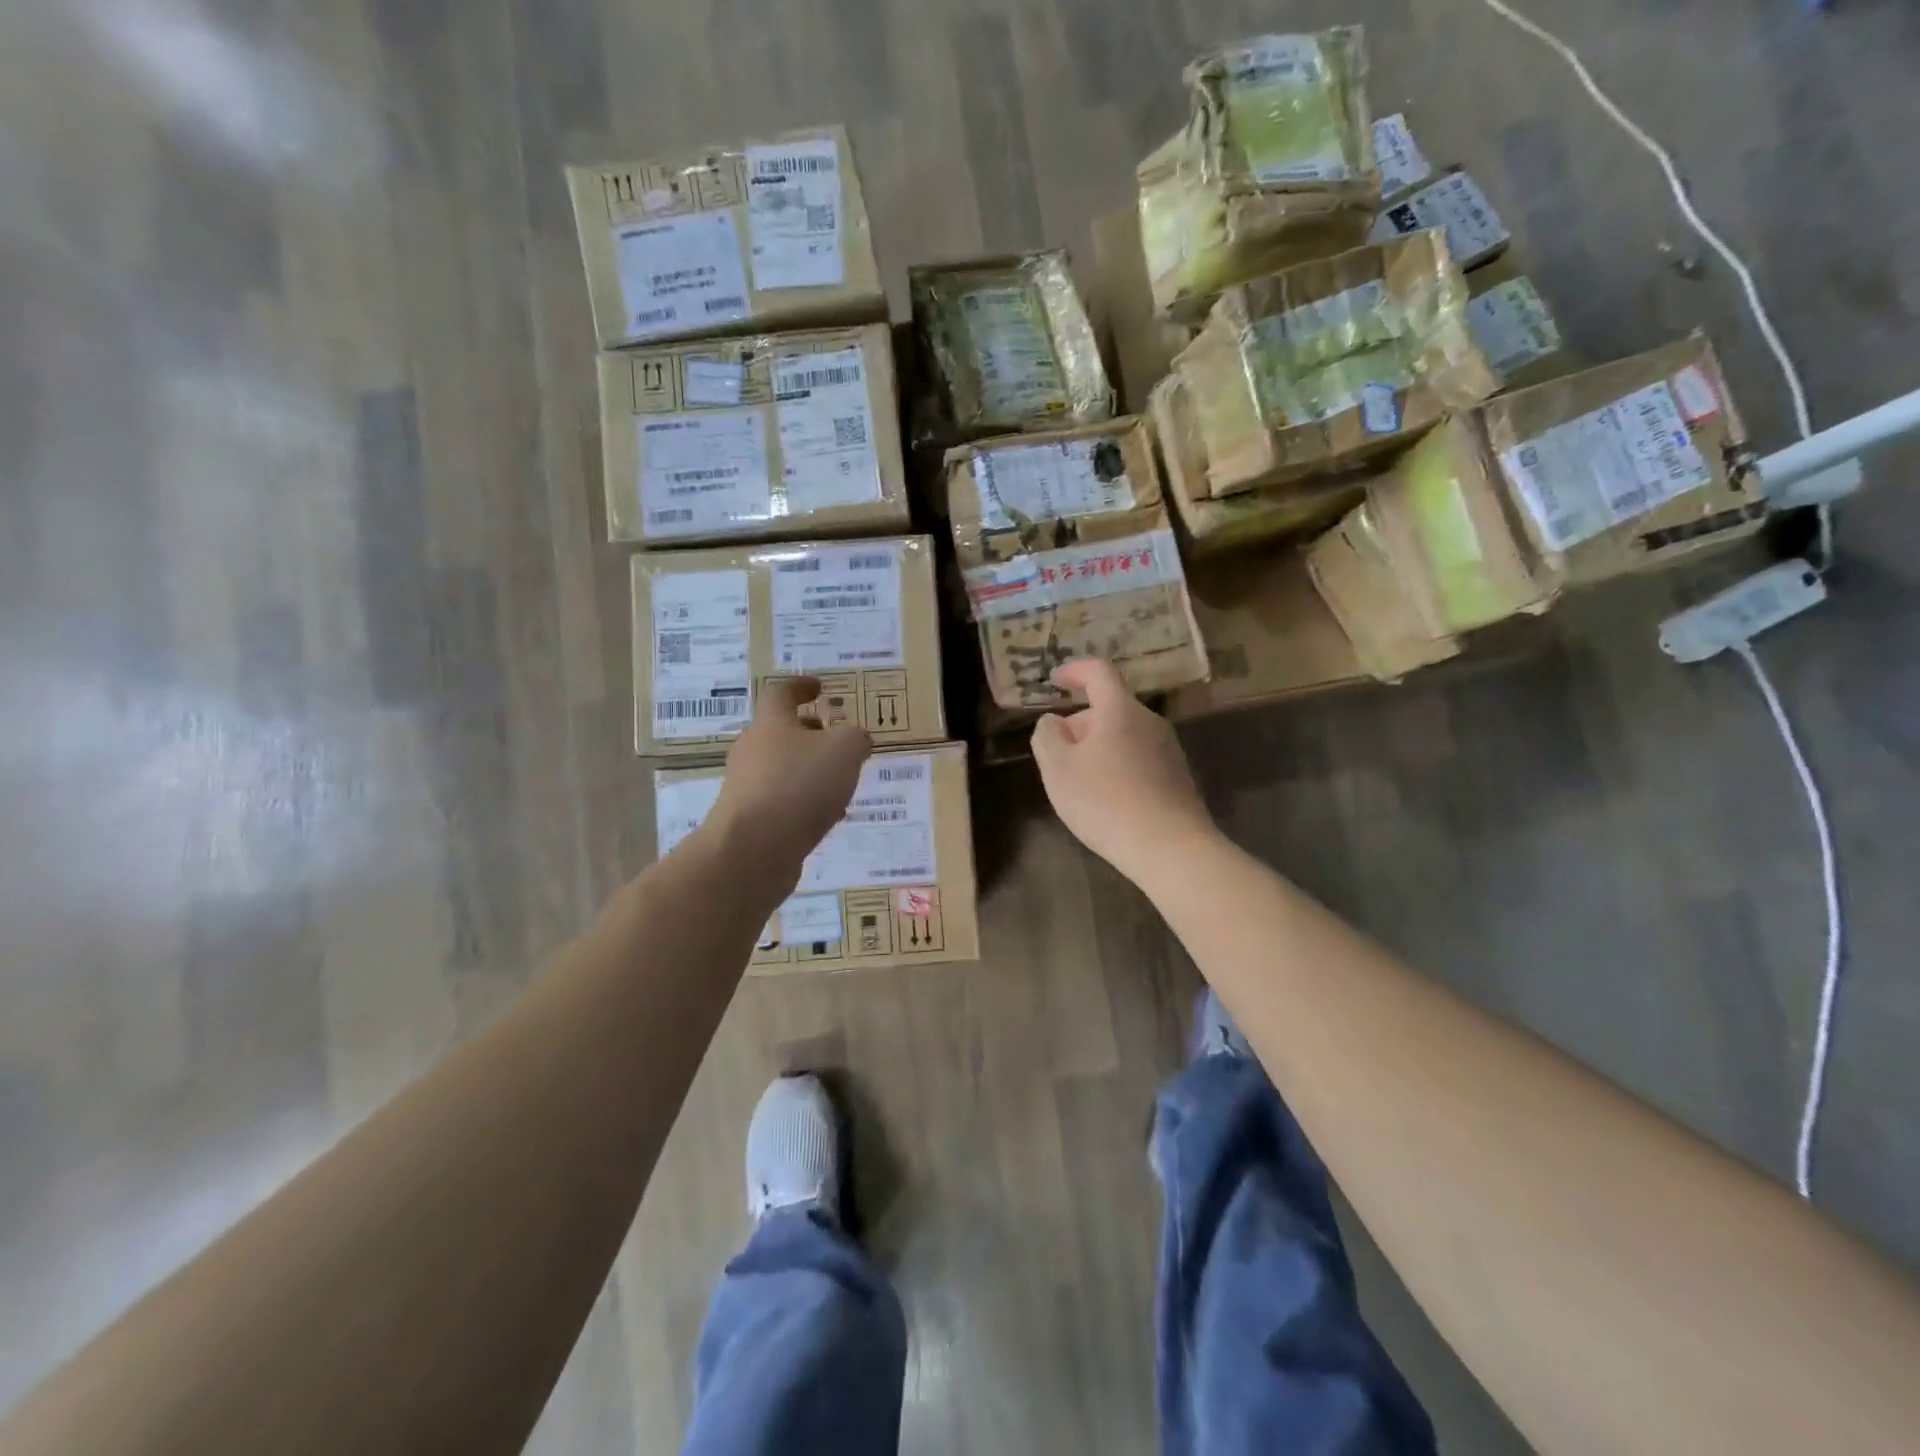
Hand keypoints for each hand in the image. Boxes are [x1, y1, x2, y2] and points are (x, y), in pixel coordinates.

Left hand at [705, 678, 871, 889]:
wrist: (754, 849)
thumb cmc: (800, 785)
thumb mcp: (844, 750)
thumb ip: (855, 738)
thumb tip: (857, 738)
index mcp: (771, 724)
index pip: (781, 694)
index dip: (801, 686)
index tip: (818, 686)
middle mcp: (752, 751)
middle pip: (778, 733)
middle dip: (807, 733)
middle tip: (833, 738)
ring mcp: (745, 787)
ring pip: (780, 769)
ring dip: (807, 770)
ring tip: (838, 783)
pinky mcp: (748, 821)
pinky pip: (780, 802)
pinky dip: (802, 802)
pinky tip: (824, 818)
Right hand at [1030, 659, 1217, 885]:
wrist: (1170, 848)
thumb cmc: (1105, 802)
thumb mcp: (1058, 769)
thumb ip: (1047, 736)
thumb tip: (1053, 721)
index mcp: (1120, 710)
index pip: (1098, 671)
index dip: (1074, 670)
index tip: (1055, 681)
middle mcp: (1149, 721)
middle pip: (1110, 707)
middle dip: (1080, 723)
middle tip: (1058, 754)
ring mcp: (1169, 750)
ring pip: (1124, 735)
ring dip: (1098, 747)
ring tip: (1079, 783)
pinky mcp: (1177, 778)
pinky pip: (1139, 759)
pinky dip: (1117, 767)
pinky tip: (1107, 801)